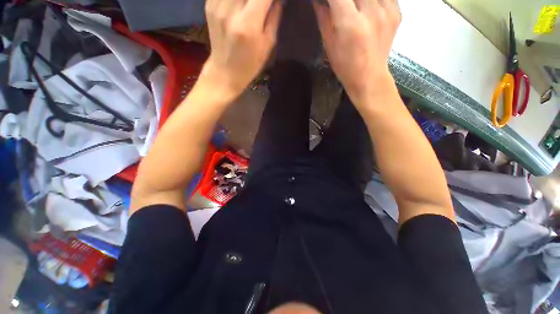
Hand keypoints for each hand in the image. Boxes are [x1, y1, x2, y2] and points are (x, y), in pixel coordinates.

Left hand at [202, 0, 282, 96]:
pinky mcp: (209, 5)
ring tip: (252, 5)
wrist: (224, 72)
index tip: (274, 0)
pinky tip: (240, 4)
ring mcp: (217, 5)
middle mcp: (230, 10)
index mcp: (248, 24)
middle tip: (262, 3)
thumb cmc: (250, 64)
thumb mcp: (267, 46)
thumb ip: (274, 17)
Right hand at [313, 0, 400, 104]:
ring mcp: (387, 10)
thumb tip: (318, 1)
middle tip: (341, 7)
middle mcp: (371, 12)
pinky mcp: (396, 12)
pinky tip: (367, 8)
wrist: (369, 78)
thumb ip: (324, 18)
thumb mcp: (329, 45)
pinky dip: (373, 0)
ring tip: (355, 9)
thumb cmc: (344, 66)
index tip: (328, 2)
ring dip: (359, 0)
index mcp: (350, 23)